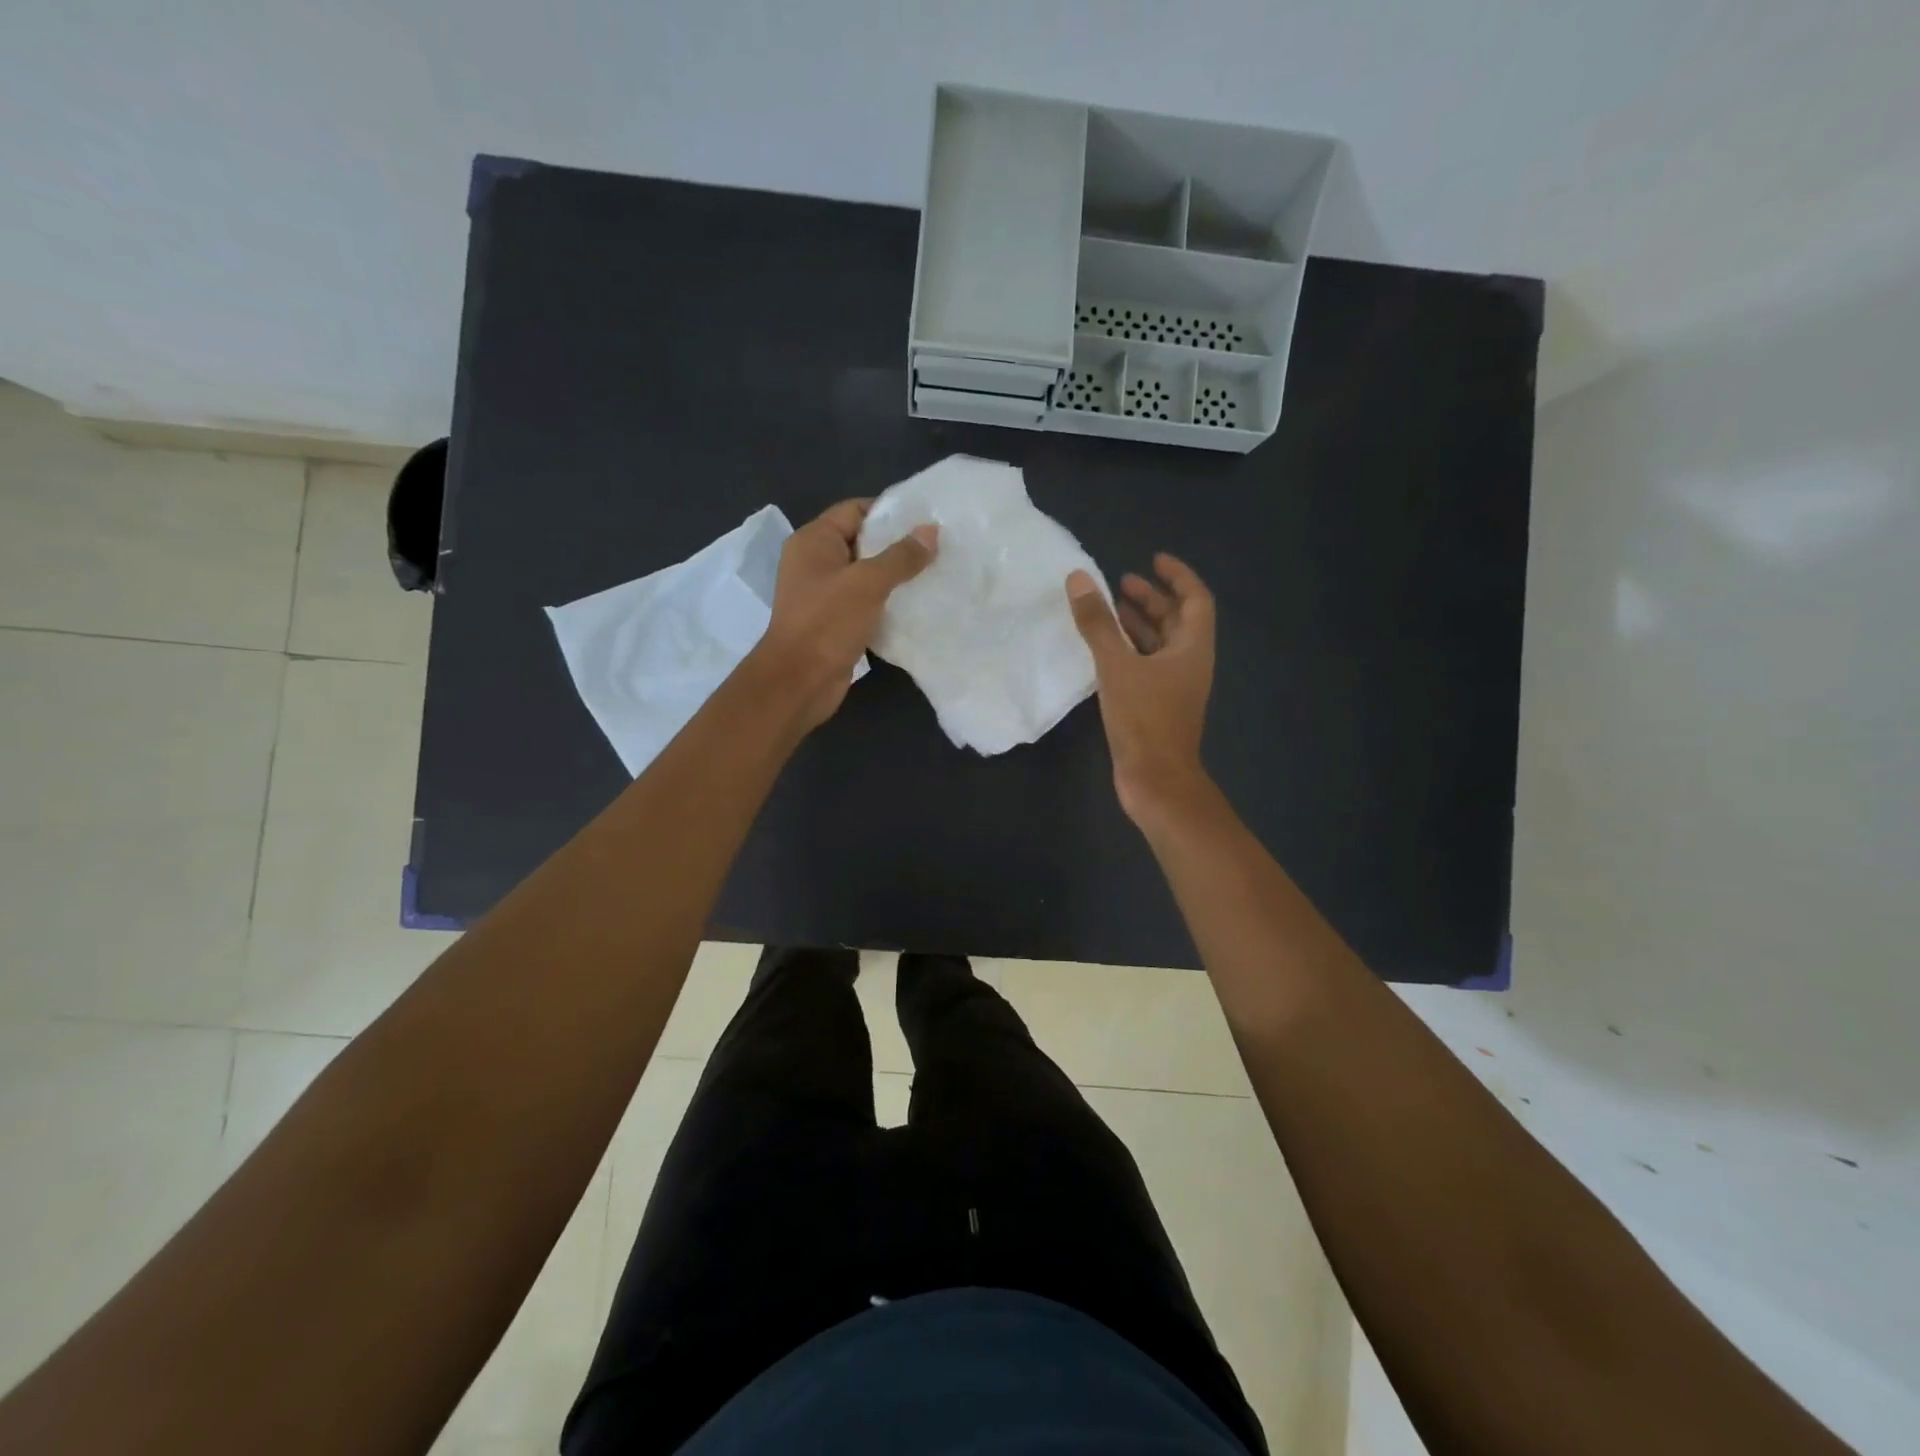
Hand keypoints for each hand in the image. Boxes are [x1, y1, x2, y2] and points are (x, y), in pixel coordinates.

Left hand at [752, 499, 937, 727]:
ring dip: (895, 576)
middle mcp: (815, 562)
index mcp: (814, 541)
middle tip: (938, 547)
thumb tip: (930, 531)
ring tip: (934, 573)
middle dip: (897, 544)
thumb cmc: (827, 622)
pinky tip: (916, 604)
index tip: (926, 519)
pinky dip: (887, 602)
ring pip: (865, 575)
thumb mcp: (868, 582)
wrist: (799, 681)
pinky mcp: (834, 621)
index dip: (889, 511)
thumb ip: (901, 556)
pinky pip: (865, 602)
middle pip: (862, 541)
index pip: (855, 510)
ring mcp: (823, 594)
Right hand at [1066, 554, 1216, 822]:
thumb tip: (1080, 578)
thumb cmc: (1144, 719)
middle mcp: (1189, 663)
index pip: (1195, 600)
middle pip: (1177, 621)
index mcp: (1192, 648)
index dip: (1177, 576)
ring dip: (1138, 624)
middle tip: (1121, 583)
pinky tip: (1103, 649)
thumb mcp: (1117, 666)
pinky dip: (1128, 651)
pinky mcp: (1157, 705)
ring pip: (1159, 645)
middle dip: (1152, 599)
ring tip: (1109, 609)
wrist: (1156, 780)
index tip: (1153, 560)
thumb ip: (1098, 623)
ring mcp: (1174, 687)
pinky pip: (1146, 666)